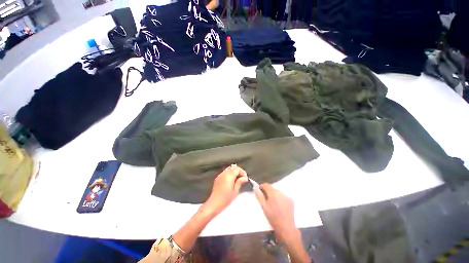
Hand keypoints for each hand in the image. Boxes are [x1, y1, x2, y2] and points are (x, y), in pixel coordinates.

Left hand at [204, 164, 247, 215]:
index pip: (237, 168)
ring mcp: (220, 175)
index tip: (245, 178)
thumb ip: (240, 182)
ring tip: (237, 180)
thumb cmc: (226, 199)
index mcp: (229, 175)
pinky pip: (225, 172)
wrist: (214, 204)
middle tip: (242, 179)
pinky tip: (231, 181)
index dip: (242, 172)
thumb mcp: (235, 191)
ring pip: (229, 169)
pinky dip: (229, 174)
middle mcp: (224, 173)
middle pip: (233, 167)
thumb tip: (245, 177)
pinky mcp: (218, 178)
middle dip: (238, 171)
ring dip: (234, 172)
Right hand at [254, 184, 298, 244]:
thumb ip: (259, 196)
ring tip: (273, 204)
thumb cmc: (273, 217)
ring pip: (277, 192)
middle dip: (268, 192)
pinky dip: (280, 198)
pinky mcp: (291, 200)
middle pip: (272, 188)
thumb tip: (255, 188)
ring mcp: (286, 196)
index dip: (261, 187)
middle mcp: (280, 192)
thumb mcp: (264, 207)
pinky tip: (279, 206)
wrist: (286, 228)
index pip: (266, 185)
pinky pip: (283, 196)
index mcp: (273, 193)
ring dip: (274, 195)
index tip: (260, 192)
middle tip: (266, 200)